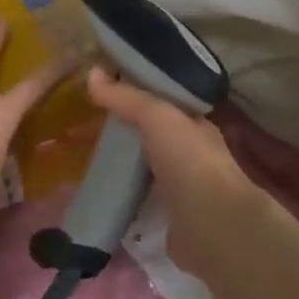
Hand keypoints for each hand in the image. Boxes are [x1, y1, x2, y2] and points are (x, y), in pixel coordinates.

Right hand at [87, 66, 271, 272]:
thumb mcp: (156, 116)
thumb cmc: (189, 161)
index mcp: (196, 126)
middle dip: (125, 131)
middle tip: (87, 127)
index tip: (105, 94)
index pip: (165, 103)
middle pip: (153, 136)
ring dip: (123, 165)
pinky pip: (139, 199)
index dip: (137, 95)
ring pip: (146, 168)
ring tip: (88, 159)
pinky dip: (123, 195)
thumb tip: (92, 73)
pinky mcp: (168, 218)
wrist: (211, 225)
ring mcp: (182, 189)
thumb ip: (126, 97)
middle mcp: (192, 155)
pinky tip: (101, 193)